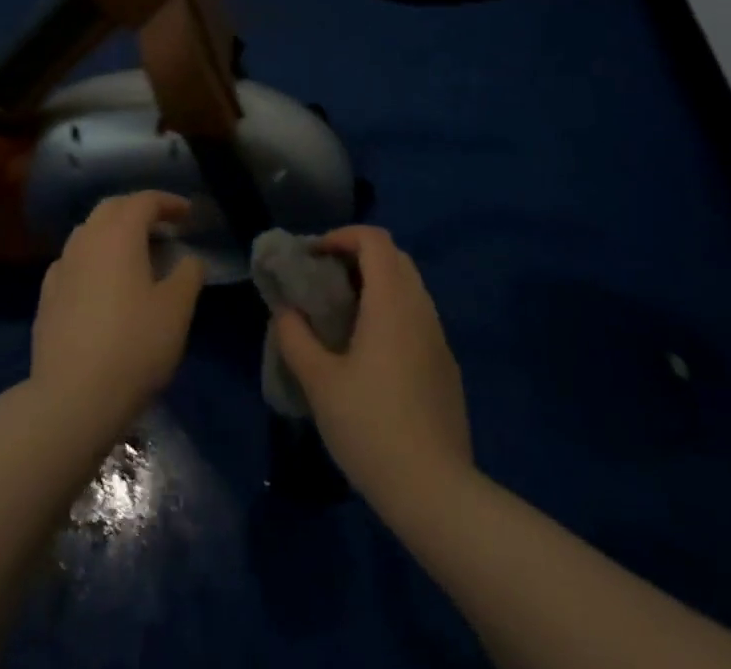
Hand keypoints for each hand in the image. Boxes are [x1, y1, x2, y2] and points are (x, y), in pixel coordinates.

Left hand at [30, 191, 206, 437]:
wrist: (72, 397)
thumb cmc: (134, 346)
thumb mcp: (177, 310)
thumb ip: (188, 274)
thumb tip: (188, 258)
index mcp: (119, 234)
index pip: (144, 201)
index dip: (169, 202)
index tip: (188, 214)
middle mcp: (86, 240)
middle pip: (112, 208)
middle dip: (139, 209)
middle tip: (163, 226)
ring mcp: (61, 266)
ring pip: (89, 232)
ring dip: (114, 232)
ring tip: (136, 252)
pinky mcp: (47, 295)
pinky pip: (74, 260)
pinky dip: (94, 258)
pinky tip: (103, 281)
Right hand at [273, 225, 471, 507]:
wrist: (437, 494)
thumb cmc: (371, 428)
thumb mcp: (319, 382)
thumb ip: (295, 337)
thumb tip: (284, 310)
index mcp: (391, 302)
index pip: (374, 239)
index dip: (341, 236)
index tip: (313, 257)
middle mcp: (420, 309)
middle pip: (394, 257)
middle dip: (356, 256)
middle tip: (324, 280)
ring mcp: (439, 338)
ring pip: (408, 287)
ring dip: (375, 284)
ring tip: (341, 314)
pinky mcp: (446, 367)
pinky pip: (417, 317)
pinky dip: (391, 312)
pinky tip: (370, 351)